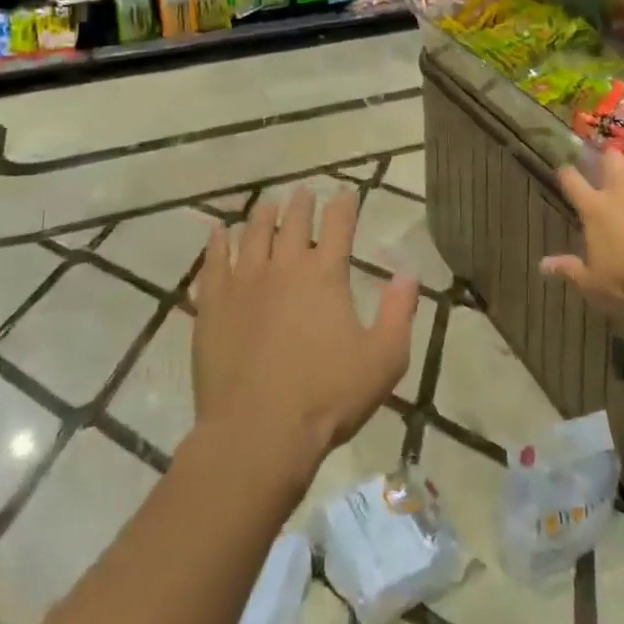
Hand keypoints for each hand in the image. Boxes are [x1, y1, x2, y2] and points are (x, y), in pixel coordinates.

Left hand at [193, 186, 419, 480]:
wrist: (257, 433)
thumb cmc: (327, 396)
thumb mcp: (384, 358)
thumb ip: (399, 312)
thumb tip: (409, 273)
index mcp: (325, 274)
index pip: (338, 224)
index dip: (344, 204)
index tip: (345, 190)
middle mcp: (285, 267)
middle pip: (294, 222)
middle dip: (302, 204)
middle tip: (303, 192)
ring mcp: (245, 283)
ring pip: (253, 234)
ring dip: (263, 215)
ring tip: (267, 204)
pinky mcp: (214, 305)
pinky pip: (214, 262)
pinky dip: (218, 243)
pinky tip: (219, 232)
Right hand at [546, 149, 623, 320]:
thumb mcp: (594, 283)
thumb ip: (570, 269)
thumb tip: (542, 265)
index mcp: (596, 208)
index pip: (572, 181)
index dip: (568, 174)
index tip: (567, 172)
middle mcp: (623, 187)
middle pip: (612, 158)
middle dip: (613, 159)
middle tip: (618, 167)